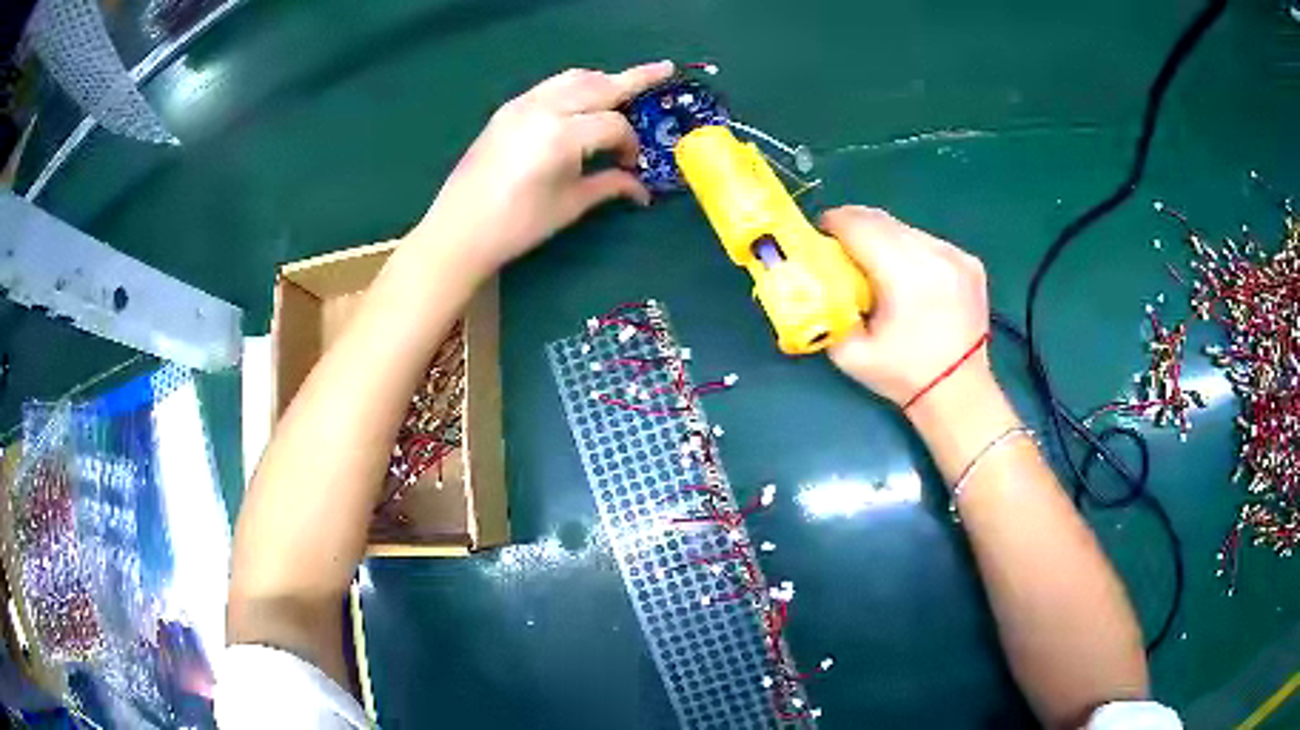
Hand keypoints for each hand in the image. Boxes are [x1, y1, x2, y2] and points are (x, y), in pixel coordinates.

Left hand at [410, 61, 674, 276]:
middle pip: (599, 85)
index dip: (631, 144)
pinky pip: (550, 86)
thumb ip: (610, 185)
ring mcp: (522, 105)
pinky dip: (574, 86)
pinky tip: (582, 101)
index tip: (632, 166)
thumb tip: (641, 188)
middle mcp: (544, 108)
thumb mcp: (570, 205)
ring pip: (574, 78)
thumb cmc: (518, 224)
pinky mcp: (507, 110)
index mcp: (562, 135)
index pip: (614, 125)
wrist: (459, 230)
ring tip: (623, 87)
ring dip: (603, 79)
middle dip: (635, 78)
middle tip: (664, 69)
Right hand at [821, 206, 992, 408]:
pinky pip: (928, 242)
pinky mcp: (969, 262)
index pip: (860, 226)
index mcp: (904, 275)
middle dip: (856, 226)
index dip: (834, 223)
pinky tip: (910, 277)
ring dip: (885, 238)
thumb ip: (828, 310)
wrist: (958, 393)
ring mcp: (955, 256)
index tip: (822, 233)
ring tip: (877, 263)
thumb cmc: (903, 376)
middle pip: (883, 220)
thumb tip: (816, 281)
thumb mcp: (850, 353)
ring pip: (906, 229)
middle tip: (841, 246)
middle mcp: (933, 255)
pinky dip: (911, 250)